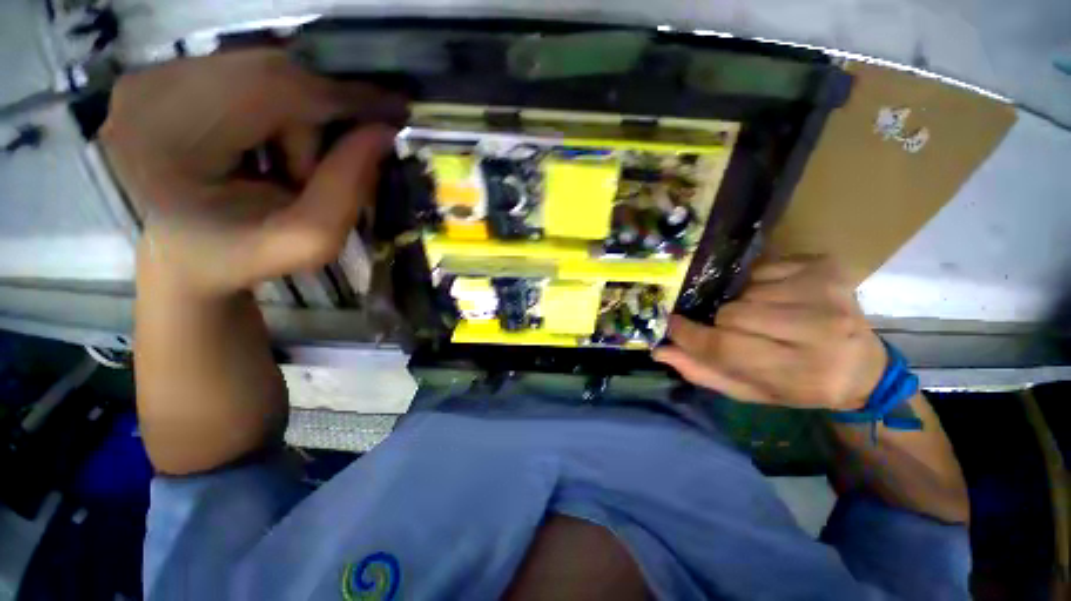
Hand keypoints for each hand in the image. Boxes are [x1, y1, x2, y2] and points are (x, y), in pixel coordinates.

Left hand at [101, 50, 402, 296]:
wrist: (185, 254)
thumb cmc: (243, 257)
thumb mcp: (309, 242)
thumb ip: (348, 189)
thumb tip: (384, 131)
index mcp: (166, 141)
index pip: (270, 89)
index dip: (341, 97)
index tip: (395, 110)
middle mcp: (146, 92)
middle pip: (268, 70)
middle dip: (318, 116)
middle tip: (334, 161)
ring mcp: (150, 76)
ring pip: (263, 67)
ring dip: (298, 115)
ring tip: (289, 165)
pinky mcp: (163, 74)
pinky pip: (247, 70)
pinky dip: (279, 104)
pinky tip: (270, 143)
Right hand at [654, 257, 887, 410]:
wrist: (862, 366)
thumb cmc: (799, 385)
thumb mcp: (750, 390)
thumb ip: (703, 371)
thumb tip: (661, 350)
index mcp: (802, 372)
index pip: (726, 346)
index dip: (691, 335)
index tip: (671, 326)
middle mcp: (819, 329)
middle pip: (732, 314)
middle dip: (720, 322)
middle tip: (732, 330)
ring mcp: (824, 291)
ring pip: (744, 292)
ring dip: (740, 304)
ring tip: (759, 317)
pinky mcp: (824, 267)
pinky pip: (761, 269)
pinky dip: (755, 284)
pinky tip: (773, 297)